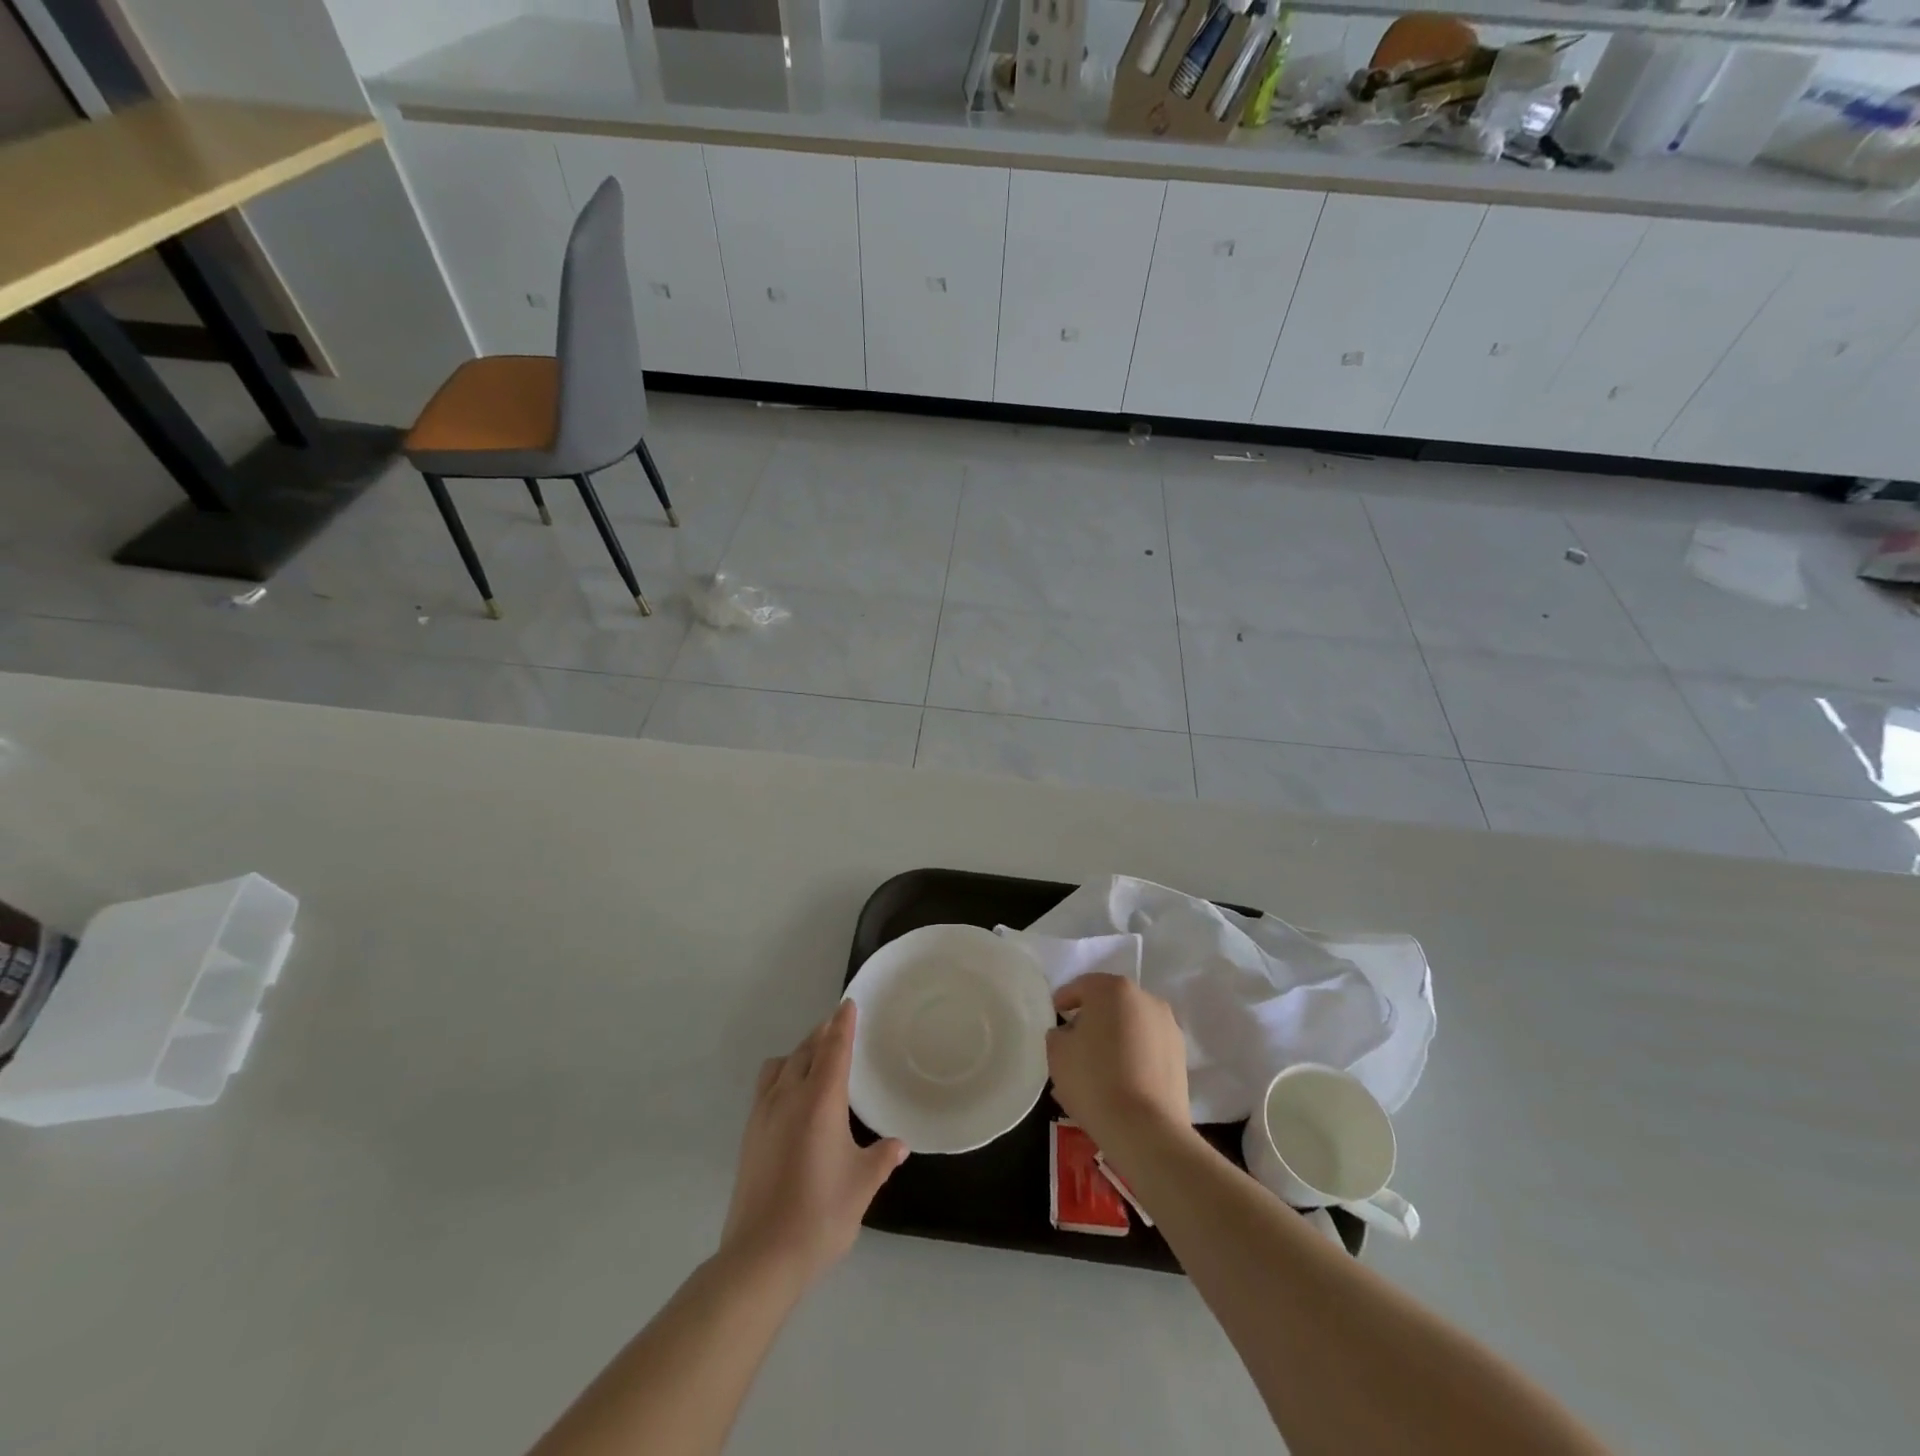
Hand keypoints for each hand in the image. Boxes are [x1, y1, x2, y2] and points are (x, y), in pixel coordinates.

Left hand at [722, 1000, 907, 1282]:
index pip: (834, 1049)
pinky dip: (783, 1074)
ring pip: (781, 1065)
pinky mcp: (749, 1135)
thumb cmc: (819, 1216)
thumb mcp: (862, 1185)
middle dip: (822, 1034)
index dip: (843, 1024)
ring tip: (815, 1057)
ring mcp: (763, 1115)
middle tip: (838, 1026)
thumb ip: (881, 1159)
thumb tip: (898, 1145)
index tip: (848, 1004)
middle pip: (805, 1050)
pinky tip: (793, 1096)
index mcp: (820, 1101)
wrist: (760, 1258)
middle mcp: (789, 1097)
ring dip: (800, 1052)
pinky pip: (767, 1086)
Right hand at [1045, 974, 1189, 1159]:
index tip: (1054, 1019)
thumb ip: (1058, 1033)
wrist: (1146, 1130)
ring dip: (1114, 1038)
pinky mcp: (1181, 1055)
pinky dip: (1133, 1055)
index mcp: (1113, 989)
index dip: (1063, 1001)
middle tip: (1074, 1044)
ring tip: (1097, 1068)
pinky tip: (1119, 1081)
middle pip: (1109, 1003)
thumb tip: (1069, 1033)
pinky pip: (1147, 1047)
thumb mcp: (1057, 1053)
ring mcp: (1168, 1027)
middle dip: (1091, 1020)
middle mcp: (1145, 999)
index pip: (1081, 986)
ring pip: (1131, 1025)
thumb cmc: (1094, 1081)